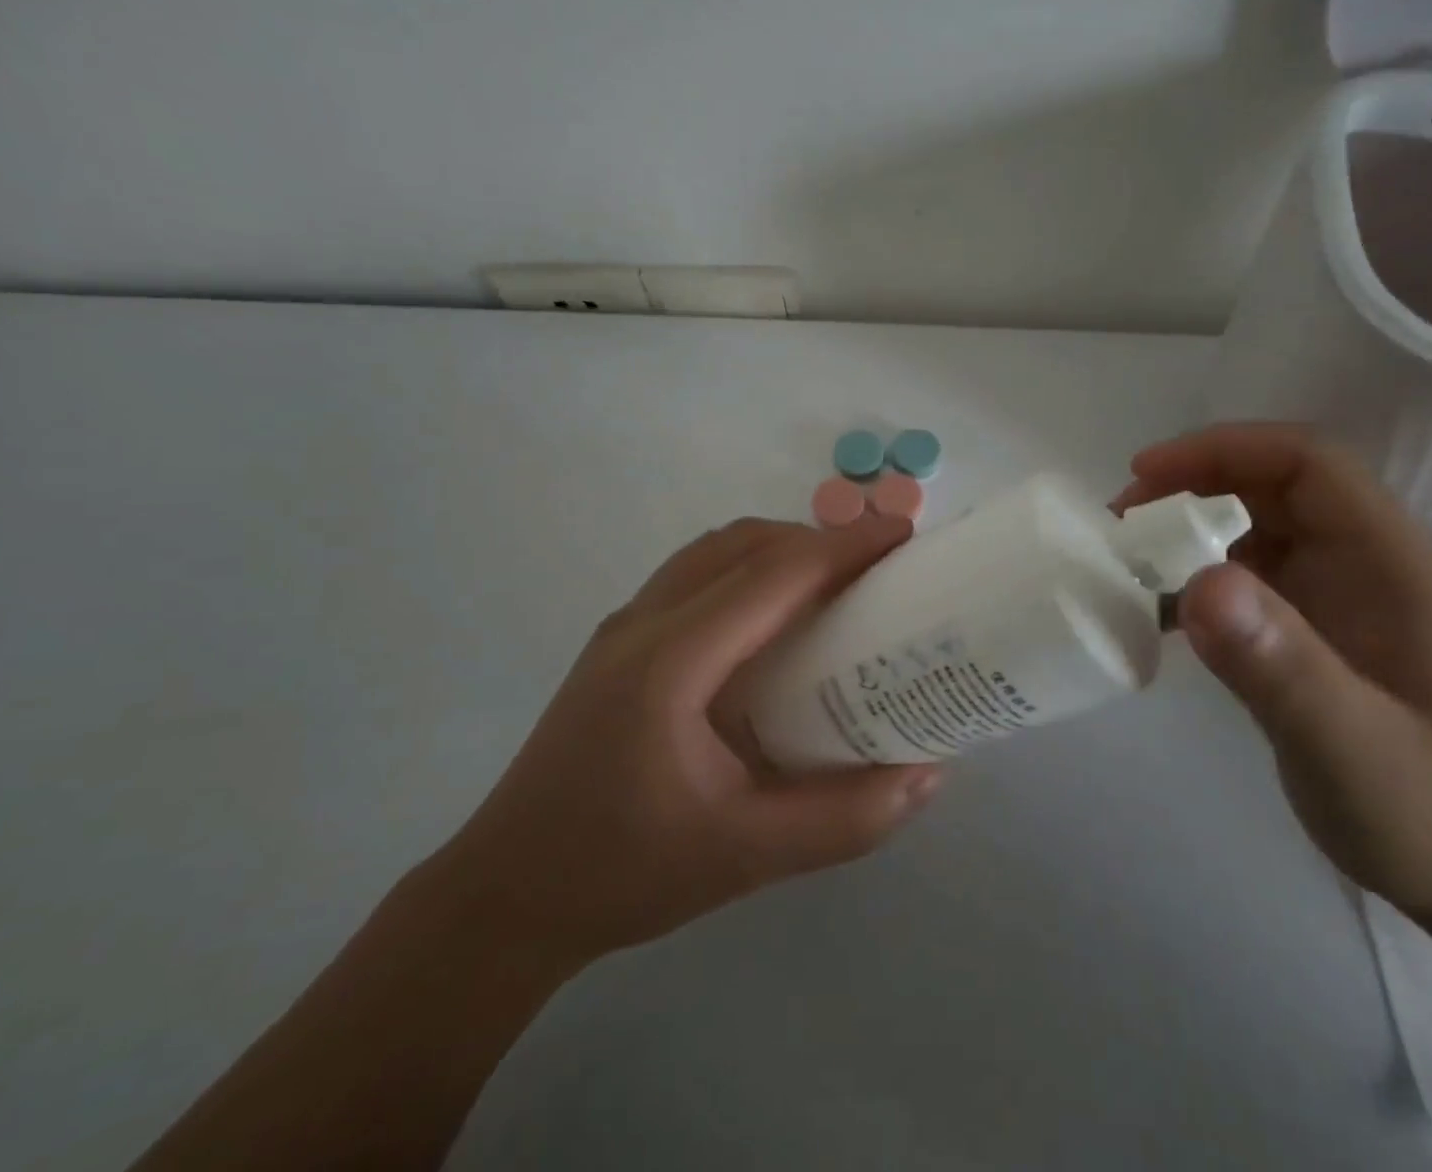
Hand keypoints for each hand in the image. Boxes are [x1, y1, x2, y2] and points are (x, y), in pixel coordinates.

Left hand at [440, 514, 940, 969]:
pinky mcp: (618, 641)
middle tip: (878, 565)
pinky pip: (695, 573)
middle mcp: (644, 622)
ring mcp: (624, 626)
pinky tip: (773, 619)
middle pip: (744, 544)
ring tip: (834, 583)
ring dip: (780, 548)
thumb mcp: (745, 858)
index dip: (845, 546)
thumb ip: (844, 819)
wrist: (504, 896)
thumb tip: (927, 774)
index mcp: (672, 661)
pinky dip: (748, 568)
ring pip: (715, 550)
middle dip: (818, 539)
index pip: (774, 574)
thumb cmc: (622, 873)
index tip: (903, 535)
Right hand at [1116, 424, 1431, 932]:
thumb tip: (1199, 583)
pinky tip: (1154, 612)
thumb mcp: (1351, 747)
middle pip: (1269, 483)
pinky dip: (1191, 577)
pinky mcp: (1306, 627)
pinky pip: (1240, 575)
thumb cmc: (1430, 814)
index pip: (1305, 462)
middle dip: (1190, 484)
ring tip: (1124, 561)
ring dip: (1184, 529)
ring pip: (1248, 525)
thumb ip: (1281, 666)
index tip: (1144, 475)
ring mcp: (1333, 594)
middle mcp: (1361, 561)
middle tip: (1119, 522)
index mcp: (1389, 562)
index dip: (1222, 450)